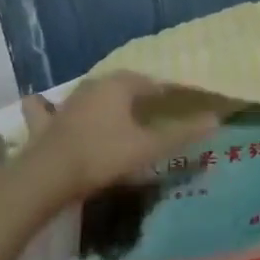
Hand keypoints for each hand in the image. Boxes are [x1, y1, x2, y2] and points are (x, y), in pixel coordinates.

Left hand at [17, 72, 220, 199]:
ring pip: (89, 93)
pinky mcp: (44, 122)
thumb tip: (216, 120)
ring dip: (101, 100)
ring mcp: (66, 102)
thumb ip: (182, 134)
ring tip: (113, 112)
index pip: (153, 84)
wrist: (48, 176)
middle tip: (152, 111)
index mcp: (120, 85)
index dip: (168, 94)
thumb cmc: (104, 155)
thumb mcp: (149, 147)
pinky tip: (47, 109)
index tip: (181, 105)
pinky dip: (48, 108)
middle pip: (122, 85)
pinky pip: (47, 109)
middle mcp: (93, 85)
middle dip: (137, 94)